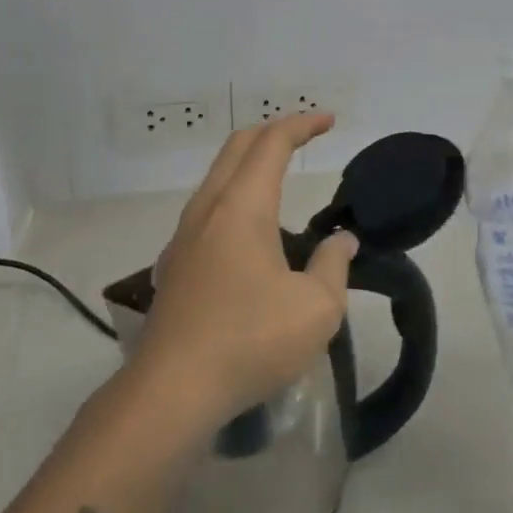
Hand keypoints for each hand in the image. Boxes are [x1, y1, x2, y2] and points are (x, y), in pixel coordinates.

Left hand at [133, 113, 358, 428]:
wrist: (171, 392)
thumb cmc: (250, 341)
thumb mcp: (316, 308)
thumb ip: (333, 265)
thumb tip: (341, 242)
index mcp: (242, 206)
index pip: (272, 143)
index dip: (302, 125)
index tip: (329, 121)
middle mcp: (208, 209)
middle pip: (237, 148)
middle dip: (272, 132)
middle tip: (304, 135)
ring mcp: (184, 237)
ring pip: (217, 177)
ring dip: (249, 164)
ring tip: (280, 177)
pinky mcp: (175, 266)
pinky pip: (207, 209)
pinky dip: (234, 196)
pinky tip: (249, 233)